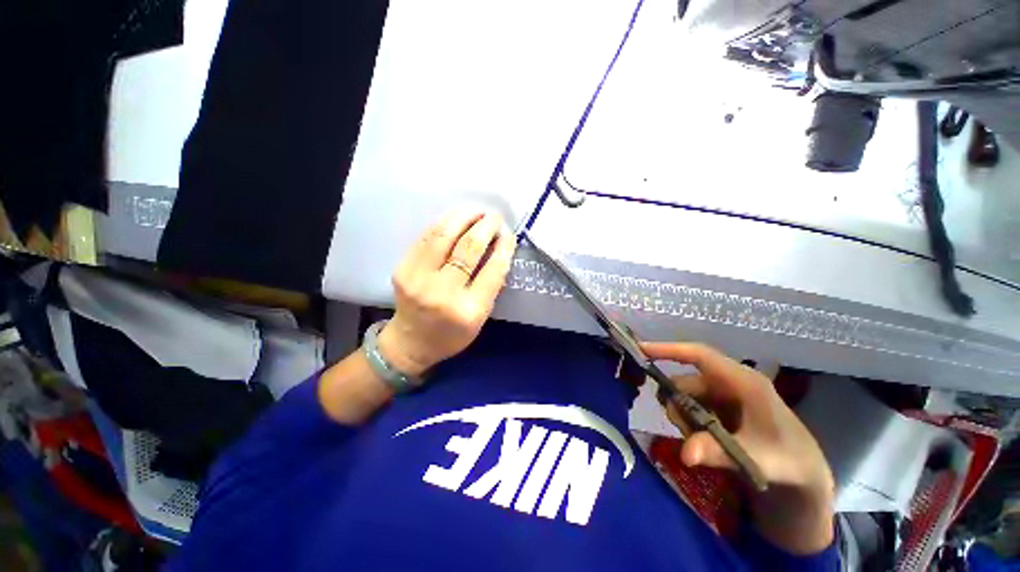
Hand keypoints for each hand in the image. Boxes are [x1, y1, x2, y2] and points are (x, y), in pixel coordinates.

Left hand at [379, 209, 515, 376]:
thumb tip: (498, 248)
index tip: (509, 234)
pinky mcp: (402, 269)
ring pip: (444, 235)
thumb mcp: (480, 317)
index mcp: (468, 311)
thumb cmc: (452, 334)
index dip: (504, 247)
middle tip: (495, 218)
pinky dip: (444, 223)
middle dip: (486, 227)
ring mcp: (418, 279)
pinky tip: (456, 219)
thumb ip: (490, 284)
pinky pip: (426, 237)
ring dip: (464, 217)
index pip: (492, 271)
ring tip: (477, 211)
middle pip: (468, 248)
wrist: (410, 343)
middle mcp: (442, 293)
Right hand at [641, 342, 835, 554]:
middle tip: (684, 431)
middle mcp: (729, 382)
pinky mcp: (721, 407)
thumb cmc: (787, 459)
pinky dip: (690, 424)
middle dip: (679, 405)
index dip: (668, 349)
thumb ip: (719, 453)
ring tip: (700, 443)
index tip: (640, 349)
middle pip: (686, 382)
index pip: (698, 354)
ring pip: (685, 396)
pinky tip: (703, 441)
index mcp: (742, 381)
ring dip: (685, 418)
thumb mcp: (756, 458)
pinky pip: (692, 408)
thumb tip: (685, 453)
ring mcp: (724, 395)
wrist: (804, 474)